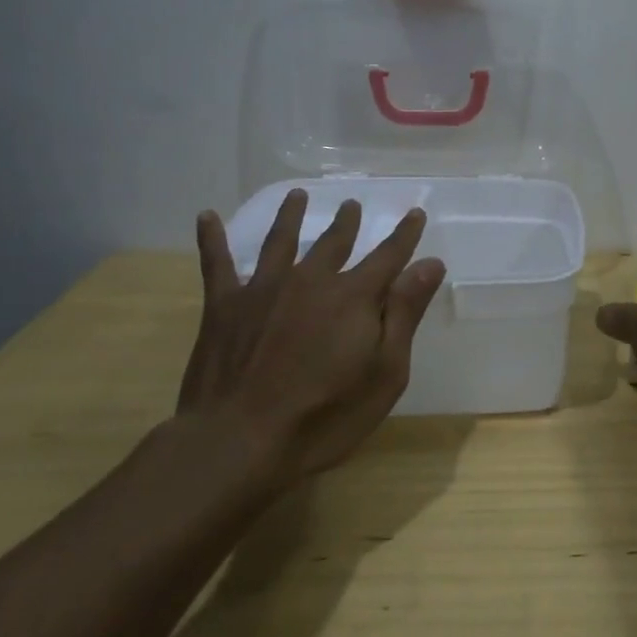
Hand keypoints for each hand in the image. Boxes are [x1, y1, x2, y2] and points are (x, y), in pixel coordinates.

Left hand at [181, 191, 446, 489]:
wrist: (238, 441)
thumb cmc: (324, 416)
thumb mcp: (384, 372)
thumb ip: (405, 313)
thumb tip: (430, 263)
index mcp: (353, 297)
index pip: (388, 256)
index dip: (404, 234)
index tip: (415, 213)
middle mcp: (310, 280)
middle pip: (334, 242)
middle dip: (348, 222)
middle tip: (352, 204)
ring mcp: (264, 289)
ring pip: (280, 240)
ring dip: (290, 216)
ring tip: (296, 195)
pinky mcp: (224, 306)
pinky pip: (216, 263)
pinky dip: (211, 238)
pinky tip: (207, 216)